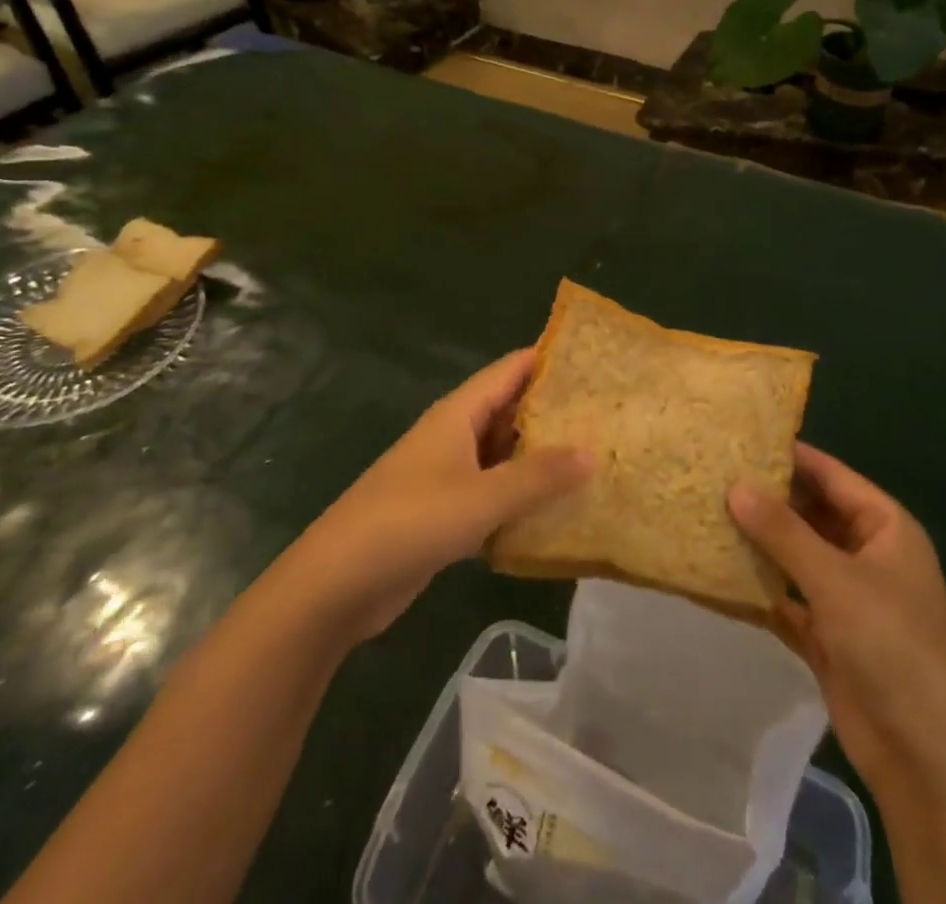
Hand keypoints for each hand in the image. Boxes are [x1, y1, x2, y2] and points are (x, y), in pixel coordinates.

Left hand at [283, 349, 591, 644]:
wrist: (337, 584)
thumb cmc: (409, 522)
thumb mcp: (481, 497)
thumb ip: (538, 476)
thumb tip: (593, 451)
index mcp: (458, 414)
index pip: (511, 370)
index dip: (549, 360)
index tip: (595, 362)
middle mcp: (454, 435)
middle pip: (510, 410)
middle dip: (554, 411)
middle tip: (608, 416)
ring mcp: (448, 474)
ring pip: (504, 455)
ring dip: (540, 457)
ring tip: (595, 458)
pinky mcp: (445, 512)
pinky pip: (493, 492)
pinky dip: (522, 496)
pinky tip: (557, 509)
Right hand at [728, 444, 945, 790]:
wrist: (927, 759)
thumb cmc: (892, 646)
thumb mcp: (835, 579)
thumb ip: (783, 531)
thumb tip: (735, 486)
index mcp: (884, 527)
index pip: (830, 475)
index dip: (788, 454)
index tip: (737, 437)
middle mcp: (866, 553)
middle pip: (810, 512)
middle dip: (766, 497)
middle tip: (711, 474)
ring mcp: (846, 596)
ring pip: (795, 554)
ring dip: (759, 541)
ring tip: (706, 512)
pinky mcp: (828, 634)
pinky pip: (787, 596)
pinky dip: (759, 586)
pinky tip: (717, 571)